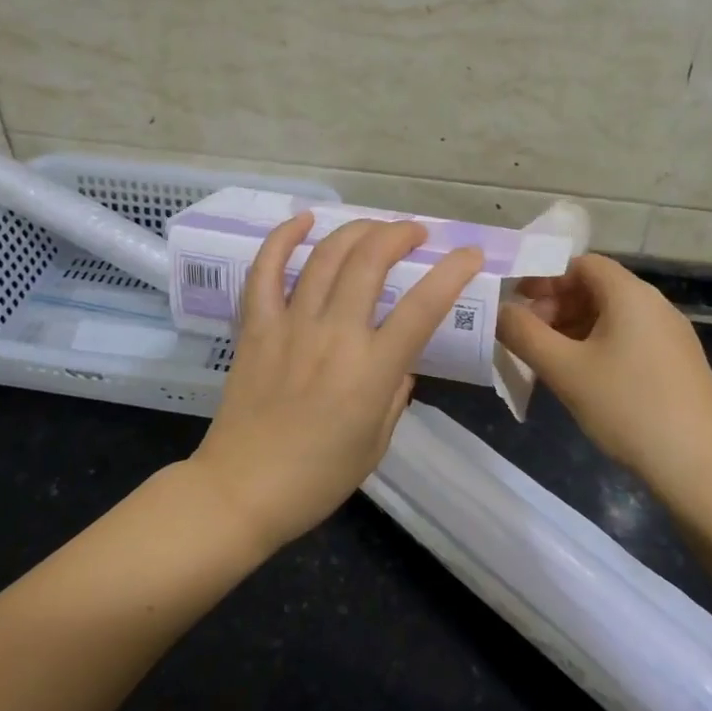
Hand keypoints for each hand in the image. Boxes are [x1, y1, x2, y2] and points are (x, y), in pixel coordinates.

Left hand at [189, 213, 484, 553]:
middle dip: (399, 235)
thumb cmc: (317, 478)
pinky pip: (265, 270)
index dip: (452, 273)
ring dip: (356, 230)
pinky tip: (304, 220)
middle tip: (414, 234)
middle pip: (370, 262)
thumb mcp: (376, 443)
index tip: (469, 254)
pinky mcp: (256, 326)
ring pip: (326, 256)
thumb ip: (395, 394)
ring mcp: (290, 325)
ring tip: (375, 226)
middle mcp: (334, 335)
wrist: (242, 490)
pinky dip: (283, 238)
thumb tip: (401, 362)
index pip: (423, 307)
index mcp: (372, 370)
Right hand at [496, 255, 711, 501]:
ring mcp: (670, 336)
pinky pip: (628, 340)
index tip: (515, 303)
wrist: (706, 470)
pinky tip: (582, 381)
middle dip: (555, 305)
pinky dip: (597, 347)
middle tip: (525, 337)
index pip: (581, 263)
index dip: (544, 277)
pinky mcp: (677, 365)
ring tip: (546, 361)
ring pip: (611, 317)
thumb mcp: (564, 369)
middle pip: (595, 288)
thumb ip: (523, 334)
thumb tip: (499, 310)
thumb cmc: (629, 408)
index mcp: (630, 294)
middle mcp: (654, 305)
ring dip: (573, 329)